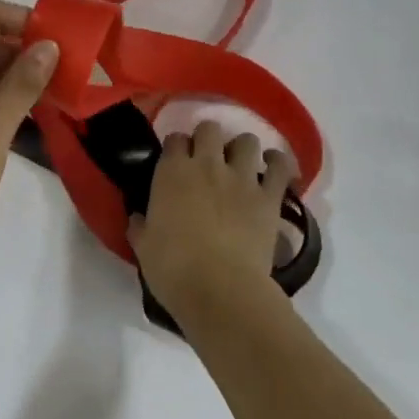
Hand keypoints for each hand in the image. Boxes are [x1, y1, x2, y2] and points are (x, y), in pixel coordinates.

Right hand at [129, 120, 295, 326]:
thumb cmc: (173, 269)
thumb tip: (139, 218)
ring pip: (246, 140)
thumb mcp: (144, 247)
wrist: (219, 289)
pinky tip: (273, 168)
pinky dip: (277, 163)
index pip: (174, 139)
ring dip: (242, 149)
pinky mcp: (269, 196)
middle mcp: (206, 165)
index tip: (176, 161)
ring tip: (241, 165)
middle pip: (209, 128)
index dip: (176, 147)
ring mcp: (241, 178)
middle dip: (208, 139)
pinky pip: (280, 166)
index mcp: (171, 172)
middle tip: (208, 159)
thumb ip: (141, 226)